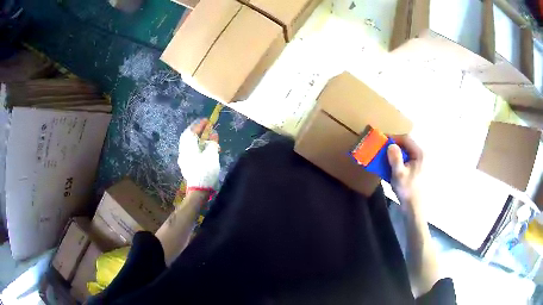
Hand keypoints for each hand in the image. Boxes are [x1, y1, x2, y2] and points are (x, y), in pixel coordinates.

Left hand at [178, 118, 219, 190]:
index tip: (207, 120)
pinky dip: (196, 145)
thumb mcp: (212, 155)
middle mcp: (183, 151)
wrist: (198, 190)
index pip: (192, 131)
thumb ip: (212, 142)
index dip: (200, 125)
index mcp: (188, 147)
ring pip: (188, 144)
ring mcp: (183, 158)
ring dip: (196, 138)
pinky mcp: (186, 165)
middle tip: (204, 126)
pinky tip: (202, 147)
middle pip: (187, 137)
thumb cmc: (205, 170)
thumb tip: (213, 134)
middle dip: (196, 130)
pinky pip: (189, 150)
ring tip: (205, 136)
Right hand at [387, 135, 422, 209]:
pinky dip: (399, 162)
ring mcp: (421, 164)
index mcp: (420, 154)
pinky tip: (392, 168)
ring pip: (406, 153)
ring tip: (385, 159)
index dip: (394, 138)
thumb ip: (395, 158)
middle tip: (382, 150)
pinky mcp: (418, 171)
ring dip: (395, 155)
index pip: (406, 139)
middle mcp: (422, 156)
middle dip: (394, 147)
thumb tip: (391, 145)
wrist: (414, 208)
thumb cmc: (407, 190)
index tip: (382, 141)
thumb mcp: (399, 174)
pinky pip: (407, 161)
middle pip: (407, 145)